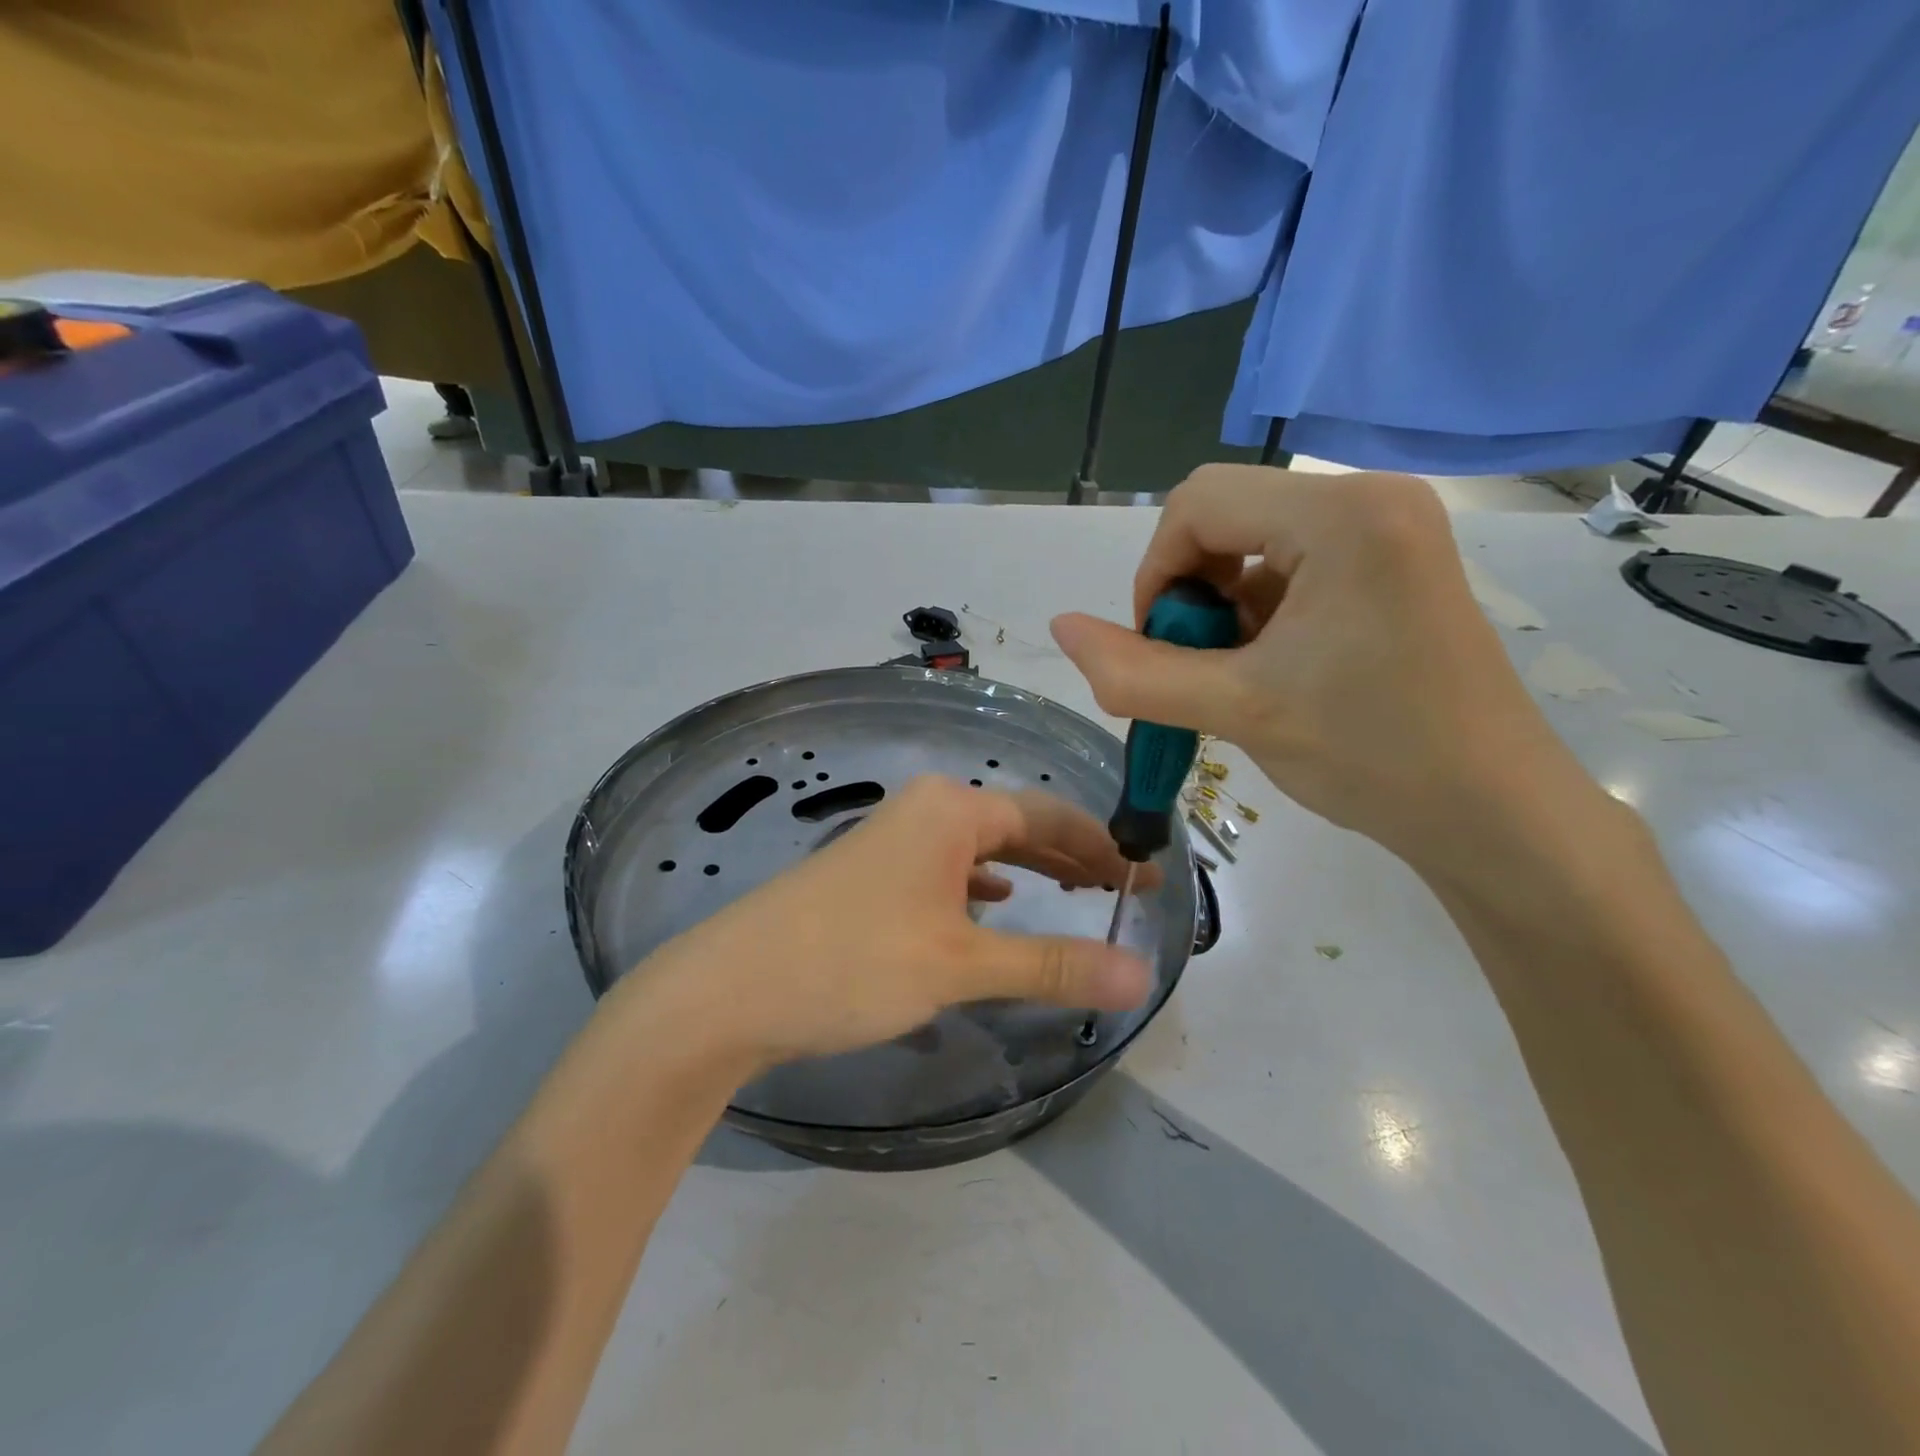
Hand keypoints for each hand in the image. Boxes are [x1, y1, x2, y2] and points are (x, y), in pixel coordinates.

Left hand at [614, 776, 1155, 1070]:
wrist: (729, 988)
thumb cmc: (853, 962)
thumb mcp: (960, 965)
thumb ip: (1051, 964)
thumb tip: (1141, 975)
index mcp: (951, 809)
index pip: (1049, 817)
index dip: (1102, 848)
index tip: (1145, 880)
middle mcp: (924, 810)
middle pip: (1016, 826)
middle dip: (1070, 858)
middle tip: (1119, 894)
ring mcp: (892, 840)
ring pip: (980, 849)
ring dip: (1028, 872)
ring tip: (1072, 898)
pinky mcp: (871, 874)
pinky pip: (947, 869)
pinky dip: (981, 887)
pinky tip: (992, 908)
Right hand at [1051, 465, 1592, 868]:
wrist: (1494, 814)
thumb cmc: (1372, 755)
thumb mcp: (1237, 711)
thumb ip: (1135, 672)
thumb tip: (1059, 627)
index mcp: (1341, 515)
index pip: (1198, 503)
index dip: (1156, 574)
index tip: (1159, 648)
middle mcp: (1371, 499)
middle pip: (1226, 515)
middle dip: (1189, 591)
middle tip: (1200, 666)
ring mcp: (1391, 530)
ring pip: (1255, 544)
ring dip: (1222, 608)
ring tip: (1240, 678)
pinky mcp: (1396, 564)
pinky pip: (1294, 566)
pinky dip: (1261, 614)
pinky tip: (1275, 671)